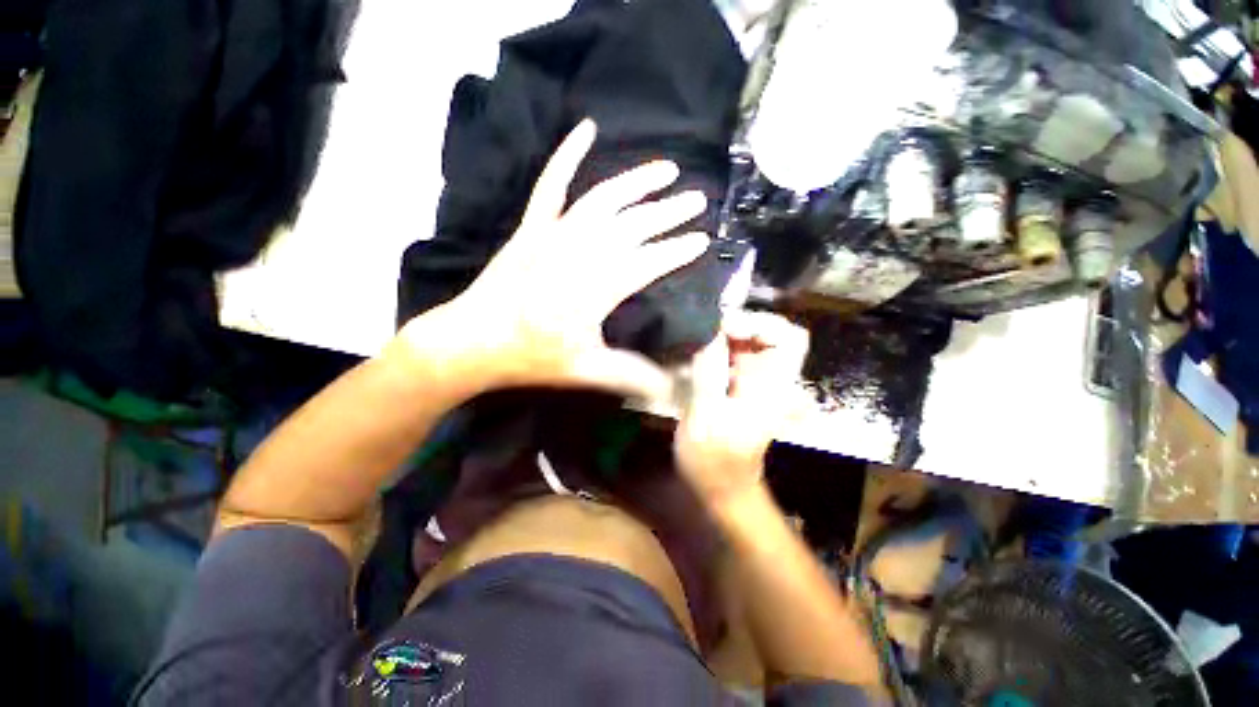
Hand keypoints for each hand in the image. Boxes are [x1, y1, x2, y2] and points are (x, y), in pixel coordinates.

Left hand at [398, 120, 709, 398]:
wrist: (472, 341)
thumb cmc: (530, 357)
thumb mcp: (585, 370)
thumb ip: (630, 373)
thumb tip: (669, 386)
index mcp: (597, 287)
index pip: (649, 261)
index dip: (677, 250)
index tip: (701, 240)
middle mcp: (581, 252)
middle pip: (633, 225)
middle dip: (669, 213)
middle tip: (697, 201)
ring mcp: (554, 234)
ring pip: (604, 199)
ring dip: (637, 182)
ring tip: (665, 169)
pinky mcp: (533, 227)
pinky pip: (551, 184)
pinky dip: (567, 154)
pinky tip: (586, 128)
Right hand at [674, 311, 810, 506]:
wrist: (721, 486)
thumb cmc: (715, 460)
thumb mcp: (706, 417)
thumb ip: (708, 374)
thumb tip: (708, 333)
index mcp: (774, 387)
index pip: (791, 338)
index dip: (763, 323)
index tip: (727, 329)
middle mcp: (771, 378)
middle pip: (769, 332)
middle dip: (739, 325)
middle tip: (707, 332)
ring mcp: (756, 380)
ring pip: (749, 340)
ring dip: (725, 334)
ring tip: (698, 340)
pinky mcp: (740, 384)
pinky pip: (733, 353)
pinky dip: (717, 346)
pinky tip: (698, 353)